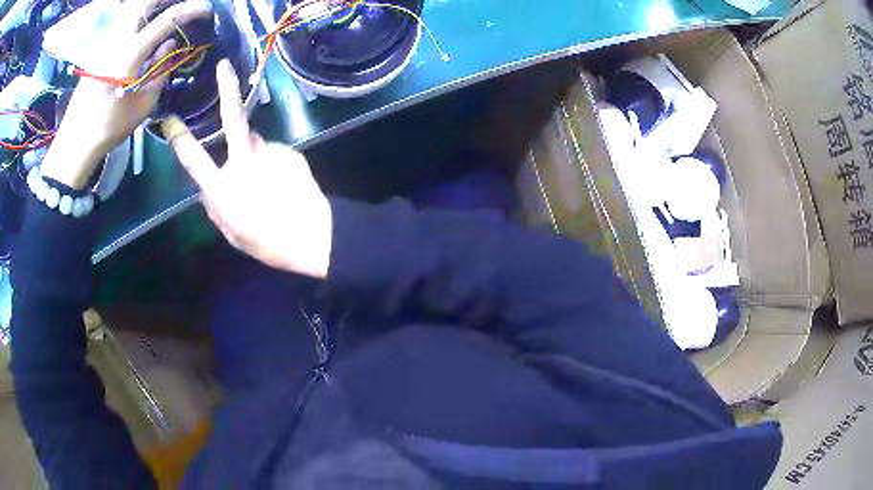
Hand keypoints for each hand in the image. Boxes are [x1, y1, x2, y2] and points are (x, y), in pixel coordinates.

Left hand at [40, 0, 212, 188]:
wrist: (75, 142)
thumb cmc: (109, 128)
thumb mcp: (143, 104)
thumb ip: (160, 69)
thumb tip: (169, 44)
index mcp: (130, 53)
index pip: (168, 18)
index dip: (191, 9)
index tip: (207, 9)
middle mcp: (118, 39)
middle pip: (145, 2)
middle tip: (181, 4)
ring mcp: (106, 41)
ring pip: (132, 8)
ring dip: (151, 5)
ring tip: (164, 10)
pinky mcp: (99, 48)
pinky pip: (123, 20)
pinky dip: (138, 16)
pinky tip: (144, 25)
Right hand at [165, 60, 332, 278]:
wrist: (314, 236)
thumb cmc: (268, 242)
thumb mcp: (232, 234)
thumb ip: (214, 208)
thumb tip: (205, 187)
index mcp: (223, 189)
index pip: (194, 160)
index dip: (180, 139)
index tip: (170, 119)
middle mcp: (244, 163)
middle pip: (234, 118)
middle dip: (227, 88)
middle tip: (224, 66)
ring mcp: (270, 153)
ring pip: (253, 144)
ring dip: (253, 155)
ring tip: (267, 186)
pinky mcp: (289, 151)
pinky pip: (272, 153)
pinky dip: (272, 164)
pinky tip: (282, 184)